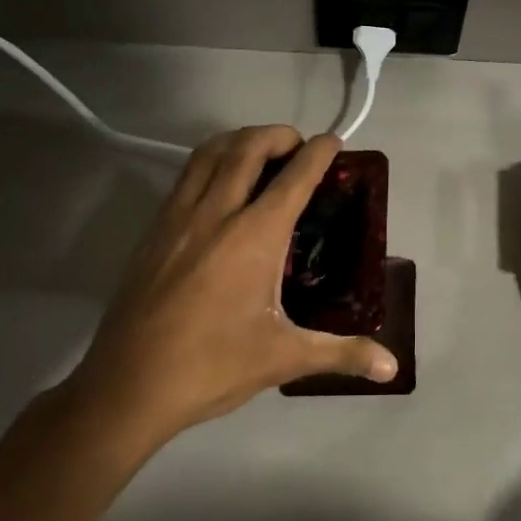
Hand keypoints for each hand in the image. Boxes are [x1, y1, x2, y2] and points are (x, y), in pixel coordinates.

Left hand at [71, 127, 397, 441]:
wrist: (128, 386)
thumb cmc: (212, 367)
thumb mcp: (283, 357)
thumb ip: (342, 353)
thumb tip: (393, 367)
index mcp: (254, 236)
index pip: (294, 177)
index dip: (318, 152)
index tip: (334, 142)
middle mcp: (216, 213)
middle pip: (248, 148)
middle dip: (278, 134)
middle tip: (298, 146)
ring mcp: (178, 217)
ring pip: (209, 153)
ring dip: (240, 140)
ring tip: (260, 151)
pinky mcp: (154, 230)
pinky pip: (186, 175)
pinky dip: (210, 161)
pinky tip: (219, 186)